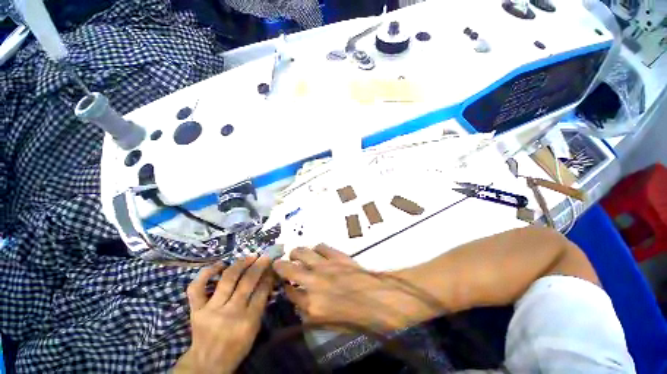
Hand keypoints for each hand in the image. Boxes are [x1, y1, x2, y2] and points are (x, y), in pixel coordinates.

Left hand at [174, 255, 273, 373]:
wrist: (207, 364)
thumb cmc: (236, 347)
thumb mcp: (254, 328)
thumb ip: (261, 303)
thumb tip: (268, 278)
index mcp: (248, 321)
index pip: (262, 290)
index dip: (269, 275)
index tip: (273, 265)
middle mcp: (230, 313)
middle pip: (247, 282)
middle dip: (259, 265)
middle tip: (265, 256)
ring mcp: (211, 310)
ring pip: (227, 279)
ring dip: (241, 263)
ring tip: (250, 256)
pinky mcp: (195, 310)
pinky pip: (197, 287)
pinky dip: (207, 272)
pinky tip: (220, 264)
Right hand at [272, 245, 441, 332]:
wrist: (381, 299)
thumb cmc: (358, 318)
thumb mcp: (330, 323)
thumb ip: (311, 312)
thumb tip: (301, 300)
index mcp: (312, 305)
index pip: (288, 293)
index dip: (284, 287)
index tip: (284, 283)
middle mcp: (314, 282)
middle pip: (287, 268)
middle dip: (280, 265)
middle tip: (280, 263)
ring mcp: (325, 265)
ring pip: (302, 252)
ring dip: (296, 252)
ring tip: (297, 254)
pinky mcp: (337, 255)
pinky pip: (321, 246)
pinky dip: (317, 248)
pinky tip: (319, 252)